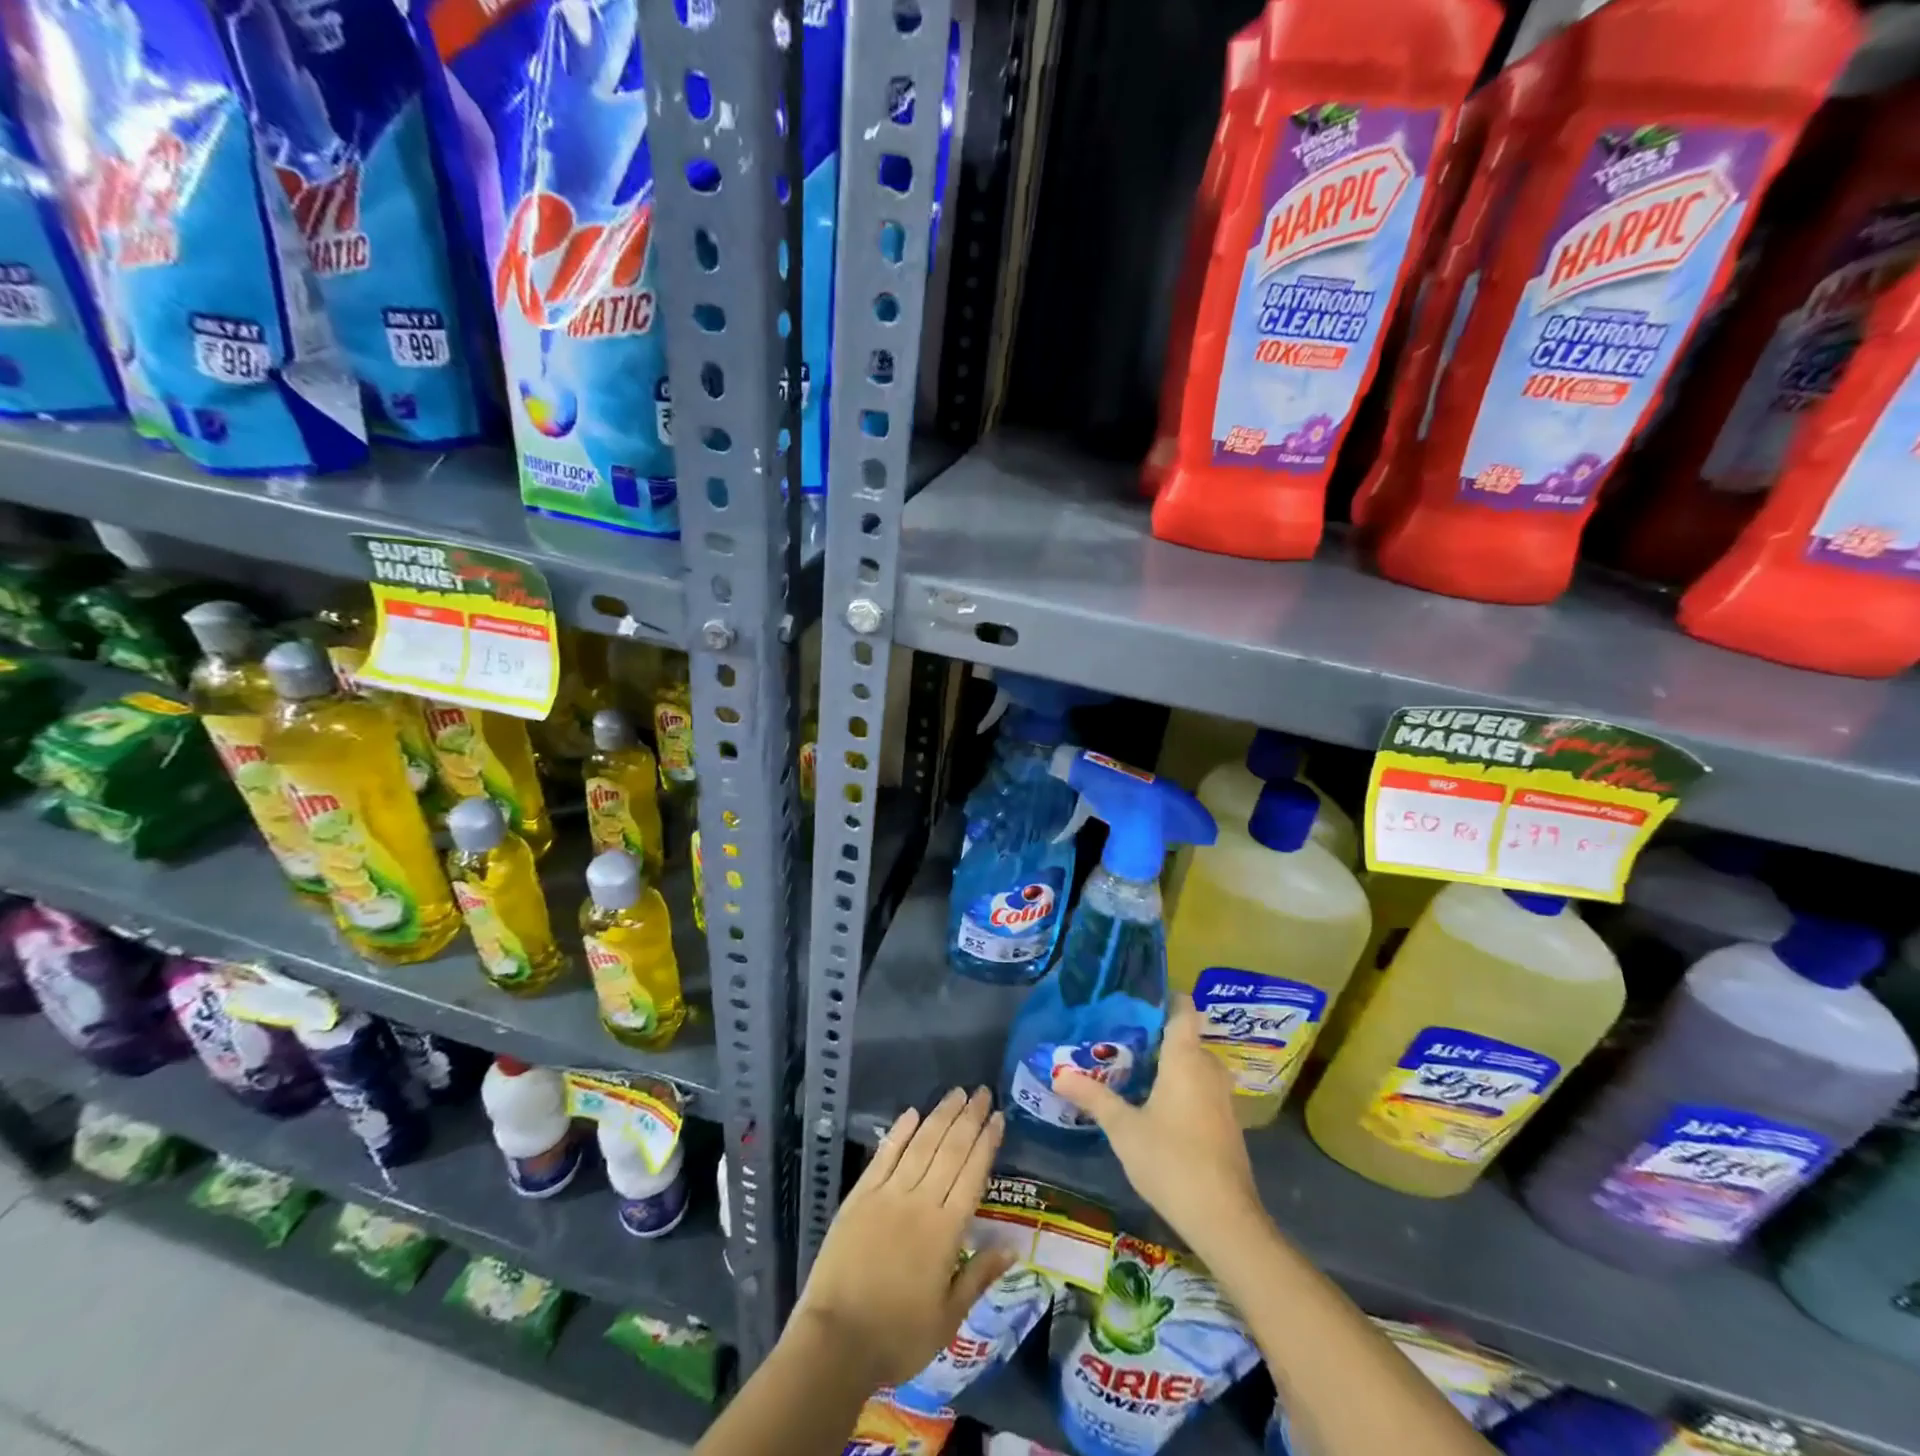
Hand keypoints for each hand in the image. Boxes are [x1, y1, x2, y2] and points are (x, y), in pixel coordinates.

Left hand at [794, 1087, 1015, 1390]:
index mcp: (945, 1231)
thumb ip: (979, 1276)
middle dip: (969, 1118)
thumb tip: (1013, 1245)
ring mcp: (887, 1194)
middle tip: (982, 1092)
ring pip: (920, 1145)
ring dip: (940, 1116)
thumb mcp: (948, 1319)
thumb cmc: (897, 1336)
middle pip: (950, 1150)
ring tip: (957, 1093)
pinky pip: (884, 1156)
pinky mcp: (860, 1196)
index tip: (999, 1117)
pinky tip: (912, 1113)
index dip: (987, 1143)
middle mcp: (920, 1202)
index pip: (972, 1174)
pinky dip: (899, 1132)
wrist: (835, 1341)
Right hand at [1054, 997, 1263, 1254]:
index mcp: (1186, 1058)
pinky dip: (1180, 1086)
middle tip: (1119, 1037)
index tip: (1135, 997)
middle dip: (1156, 1035)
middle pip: (1185, 1037)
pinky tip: (1154, 1103)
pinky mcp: (1226, 1123)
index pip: (1183, 1009)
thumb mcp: (1123, 1128)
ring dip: (1168, 1064)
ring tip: (1131, 1067)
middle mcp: (1208, 1069)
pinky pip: (1200, 1088)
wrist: (1224, 1218)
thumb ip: (1093, 1097)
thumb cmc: (1171, 1160)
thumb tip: (1058, 1075)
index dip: (1163, 997)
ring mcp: (1222, 1098)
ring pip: (1194, 1065)